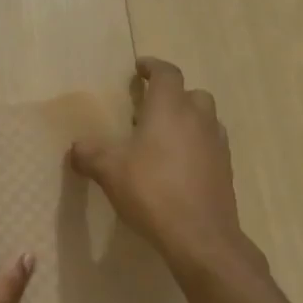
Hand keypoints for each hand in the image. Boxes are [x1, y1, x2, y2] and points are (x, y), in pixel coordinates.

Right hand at [69, 58, 244, 271]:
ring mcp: (217, 145)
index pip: (167, 74)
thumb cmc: (152, 191)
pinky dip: (196, 146)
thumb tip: (77, 146)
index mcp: (170, 109)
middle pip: (192, 94)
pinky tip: (178, 166)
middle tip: (150, 109)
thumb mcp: (109, 171)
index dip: (153, 67)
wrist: (200, 236)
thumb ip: (90, 154)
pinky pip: (210, 146)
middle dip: (173, 95)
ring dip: (188, 120)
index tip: (140, 68)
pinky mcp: (225, 170)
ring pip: (205, 119)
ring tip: (164, 138)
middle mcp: (198, 119)